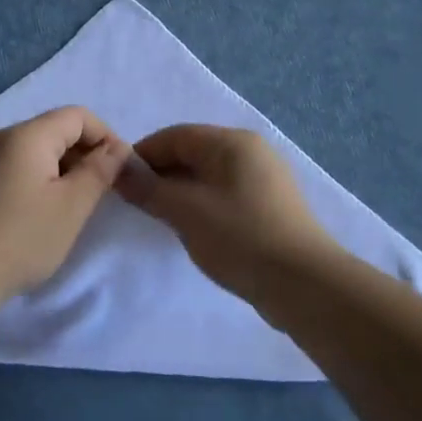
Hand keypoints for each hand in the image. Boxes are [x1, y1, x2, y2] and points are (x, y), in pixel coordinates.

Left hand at [0, 106, 130, 308]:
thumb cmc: (20, 239)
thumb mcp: (71, 207)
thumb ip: (99, 171)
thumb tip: (117, 148)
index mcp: (26, 135)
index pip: (77, 116)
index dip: (106, 137)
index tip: (120, 172)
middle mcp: (0, 136)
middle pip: (54, 130)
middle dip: (84, 154)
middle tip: (101, 193)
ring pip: (34, 150)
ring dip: (62, 169)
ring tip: (73, 206)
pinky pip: (15, 166)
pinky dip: (38, 179)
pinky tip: (41, 212)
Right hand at [116, 124, 340, 302]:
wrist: (303, 284)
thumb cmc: (240, 238)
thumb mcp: (186, 211)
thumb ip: (149, 188)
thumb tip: (119, 169)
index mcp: (232, 142)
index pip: (175, 135)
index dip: (142, 155)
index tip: (118, 182)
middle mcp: (251, 152)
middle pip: (192, 152)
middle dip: (160, 174)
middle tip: (136, 203)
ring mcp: (264, 179)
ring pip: (208, 176)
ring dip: (180, 192)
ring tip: (160, 218)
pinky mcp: (270, 206)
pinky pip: (225, 194)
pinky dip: (202, 205)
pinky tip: (193, 229)